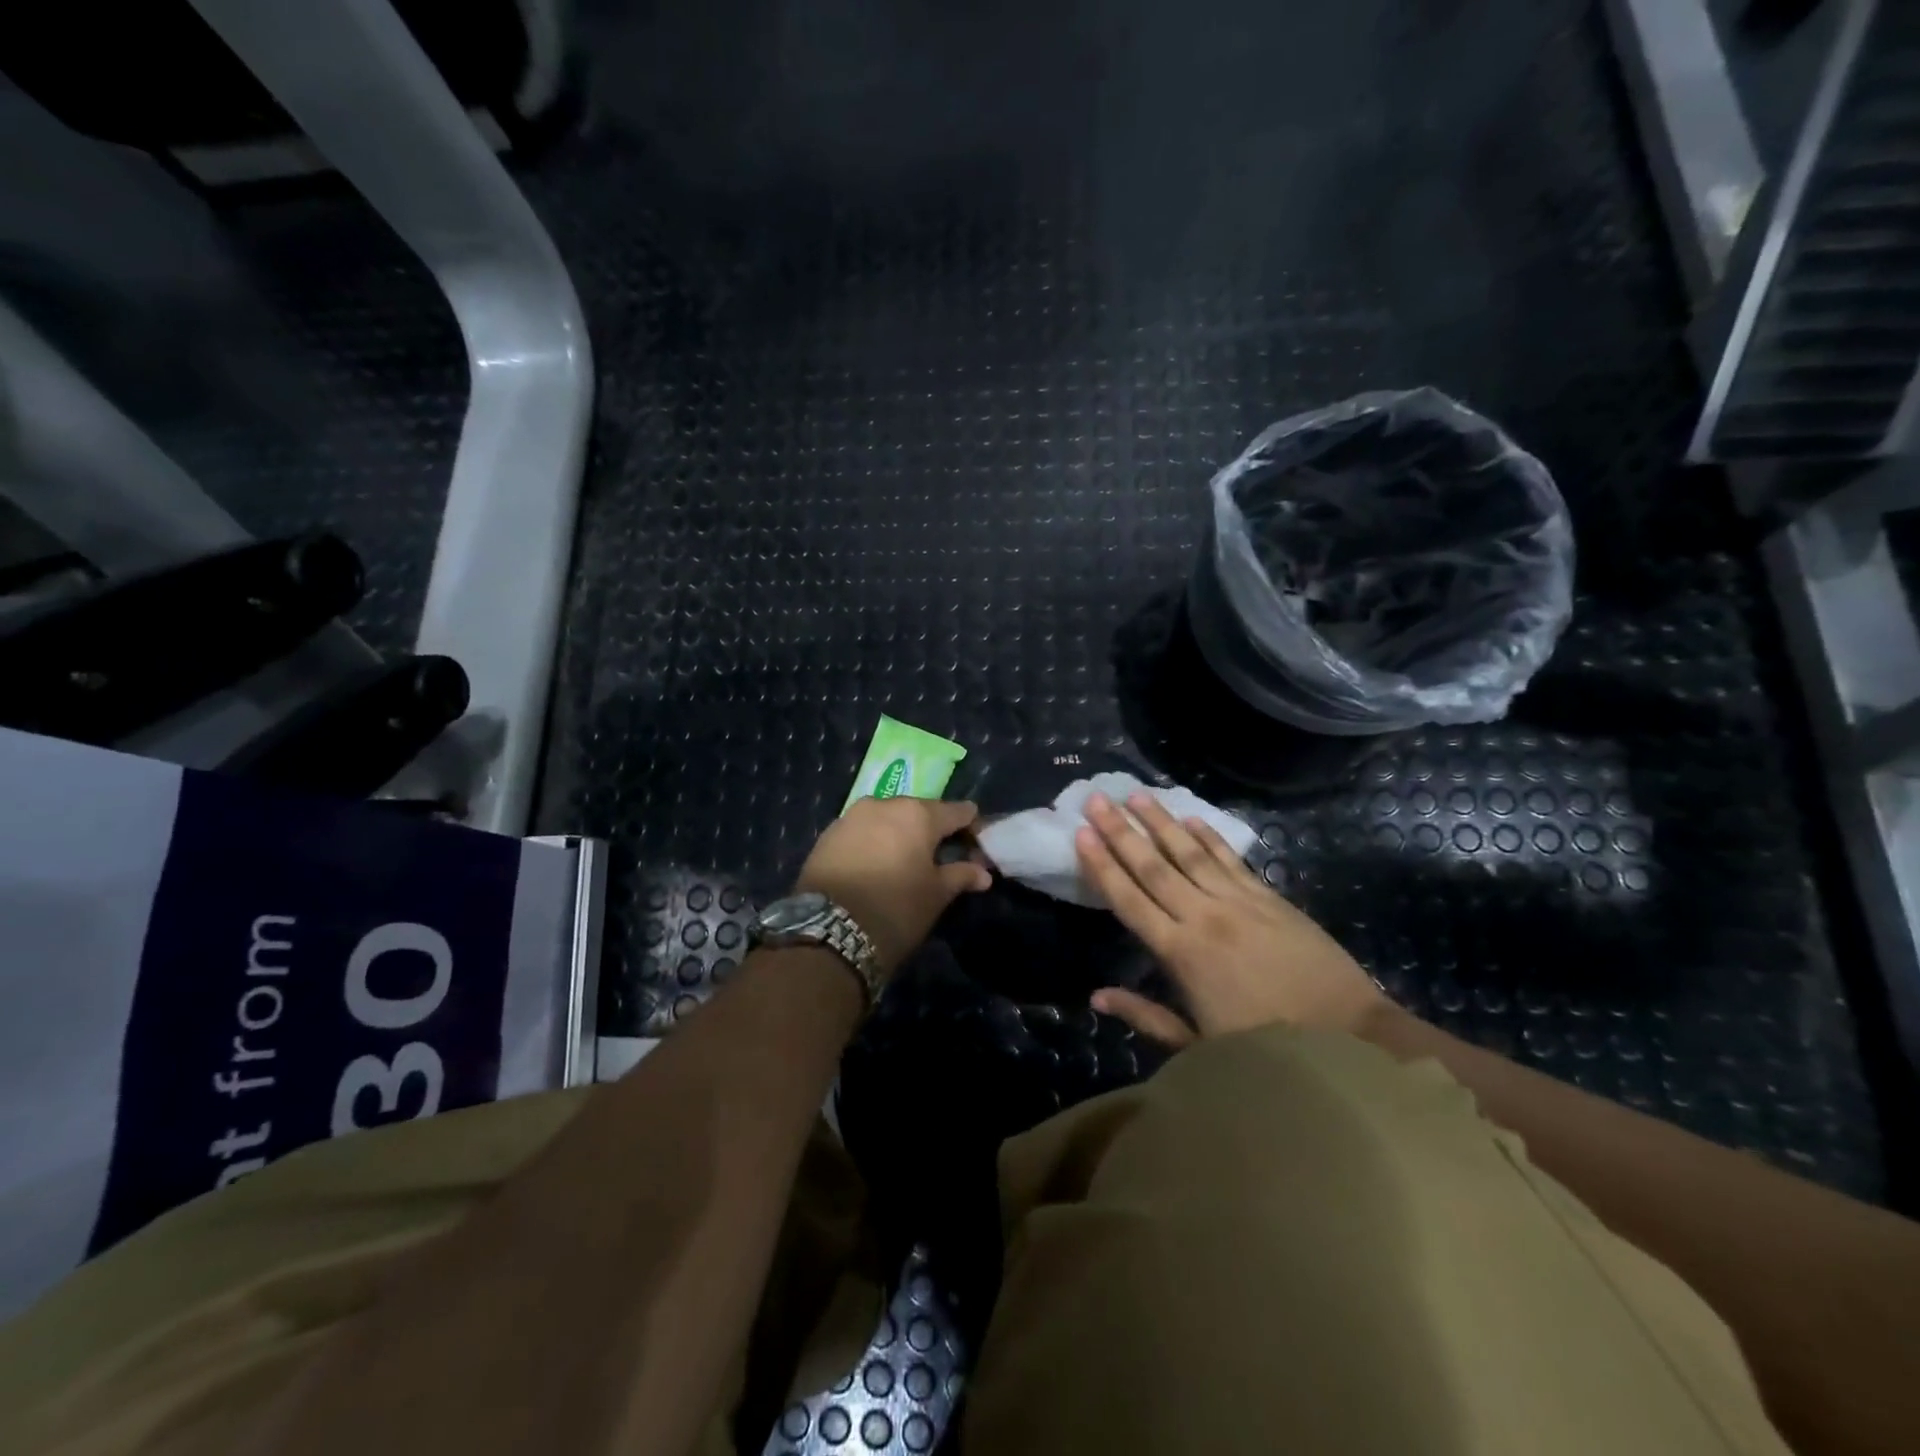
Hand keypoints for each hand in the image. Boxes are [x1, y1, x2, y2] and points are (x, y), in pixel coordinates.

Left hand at [794, 797, 992, 976]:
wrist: (827, 931)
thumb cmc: (895, 909)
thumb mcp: (935, 895)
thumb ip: (961, 876)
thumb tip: (983, 873)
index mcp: (918, 813)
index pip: (956, 811)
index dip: (970, 826)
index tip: (977, 844)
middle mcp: (884, 804)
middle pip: (919, 811)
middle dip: (932, 830)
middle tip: (941, 857)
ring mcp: (851, 817)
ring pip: (887, 819)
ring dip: (899, 835)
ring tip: (905, 863)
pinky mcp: (827, 835)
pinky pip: (862, 832)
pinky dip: (874, 843)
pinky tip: (876, 867)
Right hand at [1074, 791, 1385, 1047]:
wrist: (1345, 1035)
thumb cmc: (1264, 1048)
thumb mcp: (1197, 1045)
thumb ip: (1145, 1015)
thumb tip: (1096, 996)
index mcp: (1180, 953)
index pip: (1129, 900)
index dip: (1102, 865)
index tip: (1081, 834)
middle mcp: (1203, 916)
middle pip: (1153, 866)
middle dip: (1121, 831)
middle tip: (1096, 798)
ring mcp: (1239, 902)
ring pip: (1189, 852)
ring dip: (1160, 822)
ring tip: (1136, 794)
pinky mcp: (1269, 897)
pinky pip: (1231, 859)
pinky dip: (1209, 836)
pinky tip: (1191, 818)